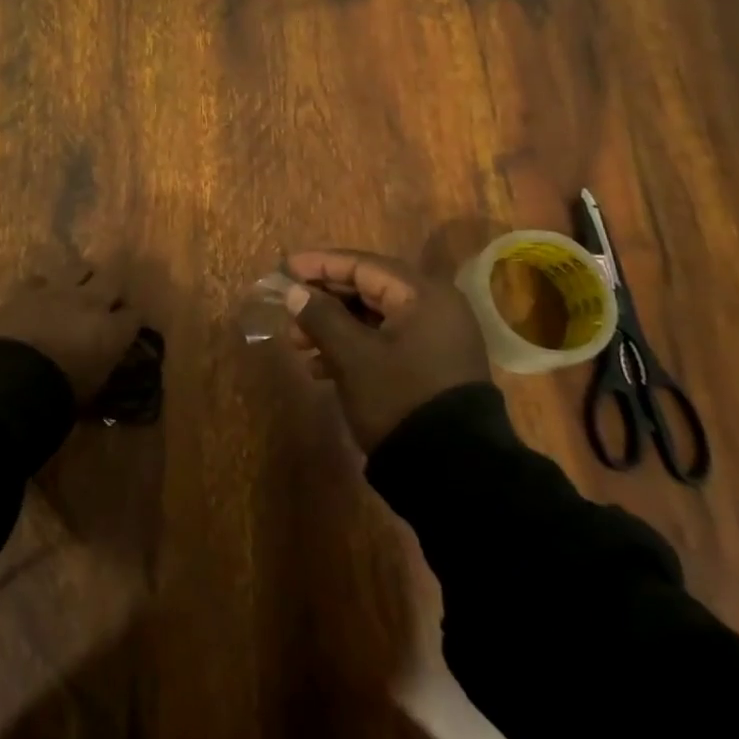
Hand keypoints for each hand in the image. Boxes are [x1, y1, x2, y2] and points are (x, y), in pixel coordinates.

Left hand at [0, 257, 142, 404]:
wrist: (11, 380)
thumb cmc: (58, 394)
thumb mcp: (93, 387)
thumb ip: (103, 364)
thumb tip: (104, 357)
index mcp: (112, 331)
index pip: (135, 314)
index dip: (131, 320)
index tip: (126, 328)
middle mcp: (91, 302)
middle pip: (114, 280)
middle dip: (113, 290)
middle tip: (107, 303)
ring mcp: (58, 291)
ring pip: (81, 267)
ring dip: (83, 278)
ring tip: (77, 291)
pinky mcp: (28, 290)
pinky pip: (41, 279)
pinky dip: (44, 288)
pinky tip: (41, 299)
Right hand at [281, 248, 491, 450]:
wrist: (454, 473)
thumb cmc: (399, 398)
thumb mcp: (352, 355)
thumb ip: (320, 316)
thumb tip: (294, 291)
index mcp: (422, 295)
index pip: (362, 265)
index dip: (319, 264)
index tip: (283, 268)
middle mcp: (435, 308)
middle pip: (368, 289)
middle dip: (323, 300)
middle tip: (288, 310)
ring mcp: (436, 339)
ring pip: (373, 318)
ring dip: (333, 326)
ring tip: (297, 345)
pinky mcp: (431, 366)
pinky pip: (385, 342)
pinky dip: (352, 348)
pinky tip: (320, 369)